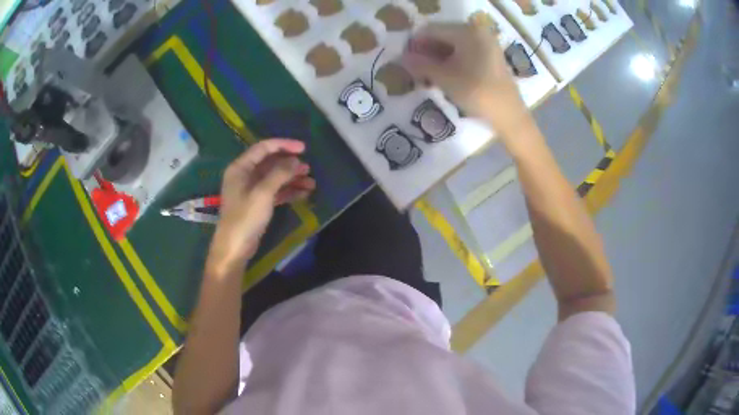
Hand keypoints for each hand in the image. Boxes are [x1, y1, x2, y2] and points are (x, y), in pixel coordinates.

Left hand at [207, 139, 315, 275]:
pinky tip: (304, 194)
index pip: (263, 148)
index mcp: (240, 168)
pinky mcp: (257, 204)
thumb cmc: (245, 218)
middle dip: (290, 164)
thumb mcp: (263, 193)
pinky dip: (288, 191)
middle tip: (308, 168)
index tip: (303, 148)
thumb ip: (279, 173)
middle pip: (270, 163)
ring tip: (311, 183)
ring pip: (274, 178)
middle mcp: (245, 175)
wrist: (234, 249)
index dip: (284, 145)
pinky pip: (275, 192)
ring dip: (292, 179)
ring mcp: (251, 190)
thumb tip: (296, 160)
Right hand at [402, 23, 531, 142]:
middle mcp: (477, 33)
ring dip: (437, 60)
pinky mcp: (490, 58)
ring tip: (426, 78)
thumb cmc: (476, 92)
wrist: (509, 115)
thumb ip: (421, 65)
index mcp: (467, 32)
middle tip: (414, 71)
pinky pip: (464, 54)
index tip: (404, 60)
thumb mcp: (444, 78)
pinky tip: (442, 78)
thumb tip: (401, 58)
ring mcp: (486, 45)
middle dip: (426, 53)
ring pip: (453, 47)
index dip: (415, 44)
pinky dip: (451, 64)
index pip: (431, 30)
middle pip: (442, 37)